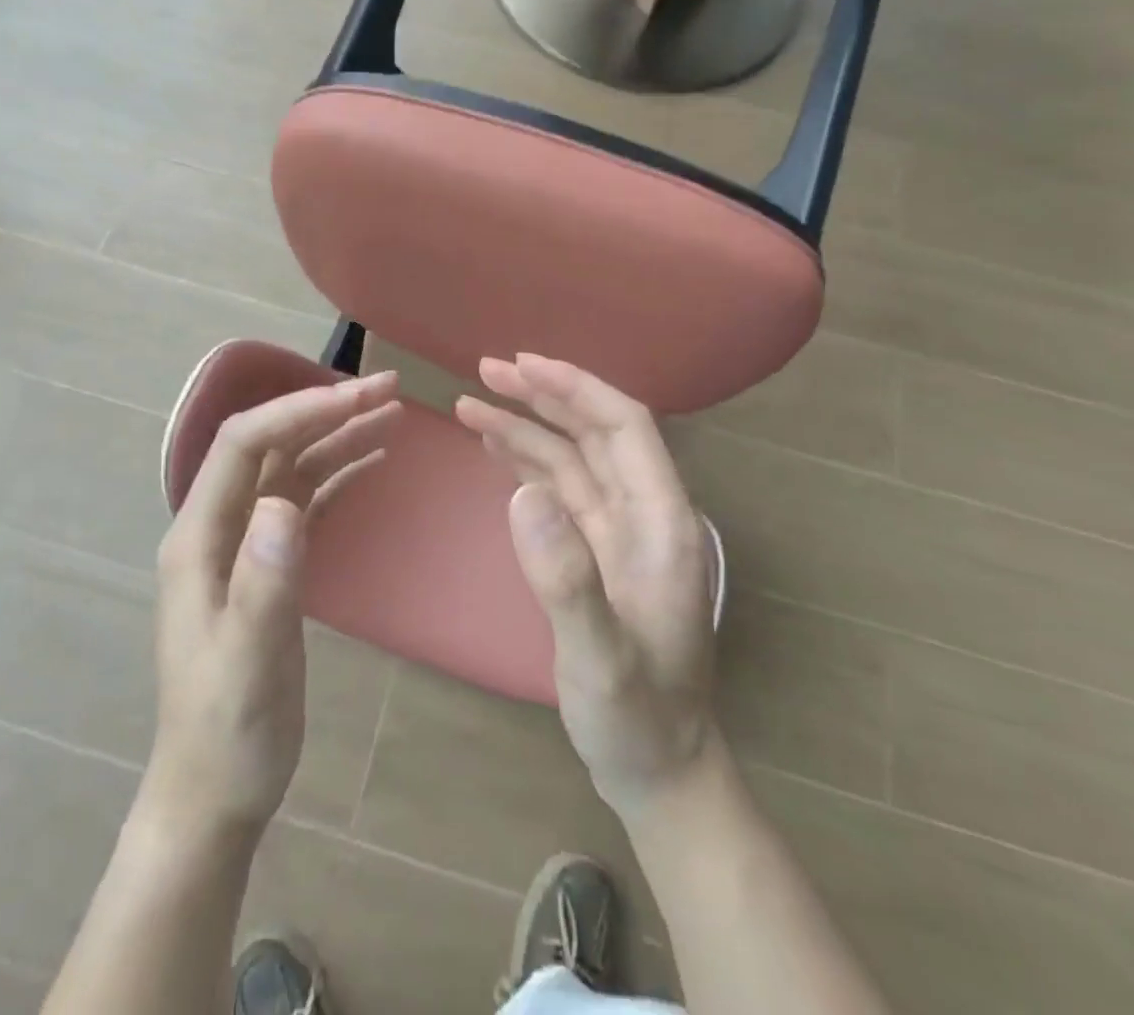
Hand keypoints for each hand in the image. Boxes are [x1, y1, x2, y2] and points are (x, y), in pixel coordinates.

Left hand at [140, 371, 400, 843]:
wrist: (215, 794)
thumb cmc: (227, 734)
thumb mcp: (246, 664)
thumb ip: (262, 584)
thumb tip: (285, 505)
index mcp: (199, 537)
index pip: (244, 444)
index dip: (298, 411)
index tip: (358, 398)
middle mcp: (219, 527)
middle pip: (271, 445)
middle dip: (326, 411)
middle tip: (390, 391)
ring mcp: (245, 544)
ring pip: (292, 467)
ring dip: (338, 437)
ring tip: (392, 414)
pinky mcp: (270, 563)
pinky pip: (306, 500)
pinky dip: (339, 473)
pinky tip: (374, 462)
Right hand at [456, 355, 719, 819]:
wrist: (655, 768)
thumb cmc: (637, 717)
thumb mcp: (600, 659)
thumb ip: (566, 578)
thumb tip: (521, 492)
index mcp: (663, 523)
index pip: (626, 428)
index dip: (577, 389)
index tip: (524, 366)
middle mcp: (644, 514)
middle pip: (595, 432)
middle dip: (543, 396)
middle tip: (485, 371)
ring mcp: (618, 532)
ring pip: (572, 458)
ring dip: (526, 426)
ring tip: (470, 402)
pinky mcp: (594, 551)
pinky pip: (559, 490)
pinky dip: (526, 462)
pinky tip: (494, 447)